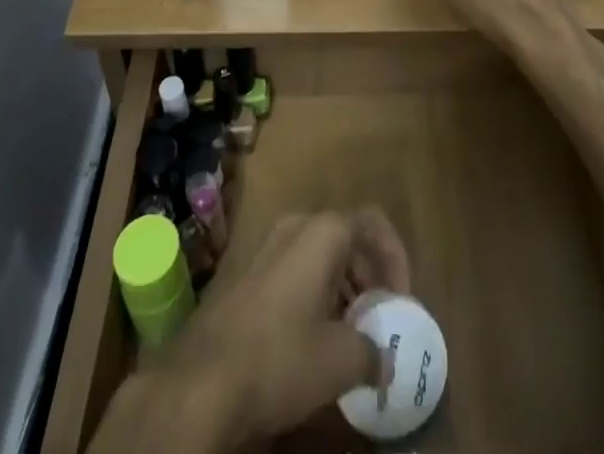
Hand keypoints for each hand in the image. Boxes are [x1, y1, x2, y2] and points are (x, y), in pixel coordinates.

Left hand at [98, 208, 410, 452]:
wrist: (201, 381)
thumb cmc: (280, 357)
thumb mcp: (340, 361)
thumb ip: (372, 352)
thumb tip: (385, 359)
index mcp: (323, 232)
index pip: (373, 223)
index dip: (395, 257)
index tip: (401, 300)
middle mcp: (296, 226)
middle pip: (347, 237)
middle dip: (369, 275)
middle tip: (379, 318)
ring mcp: (267, 247)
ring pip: (320, 255)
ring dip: (343, 287)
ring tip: (351, 335)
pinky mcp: (248, 273)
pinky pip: (295, 270)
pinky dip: (316, 294)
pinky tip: (315, 339)